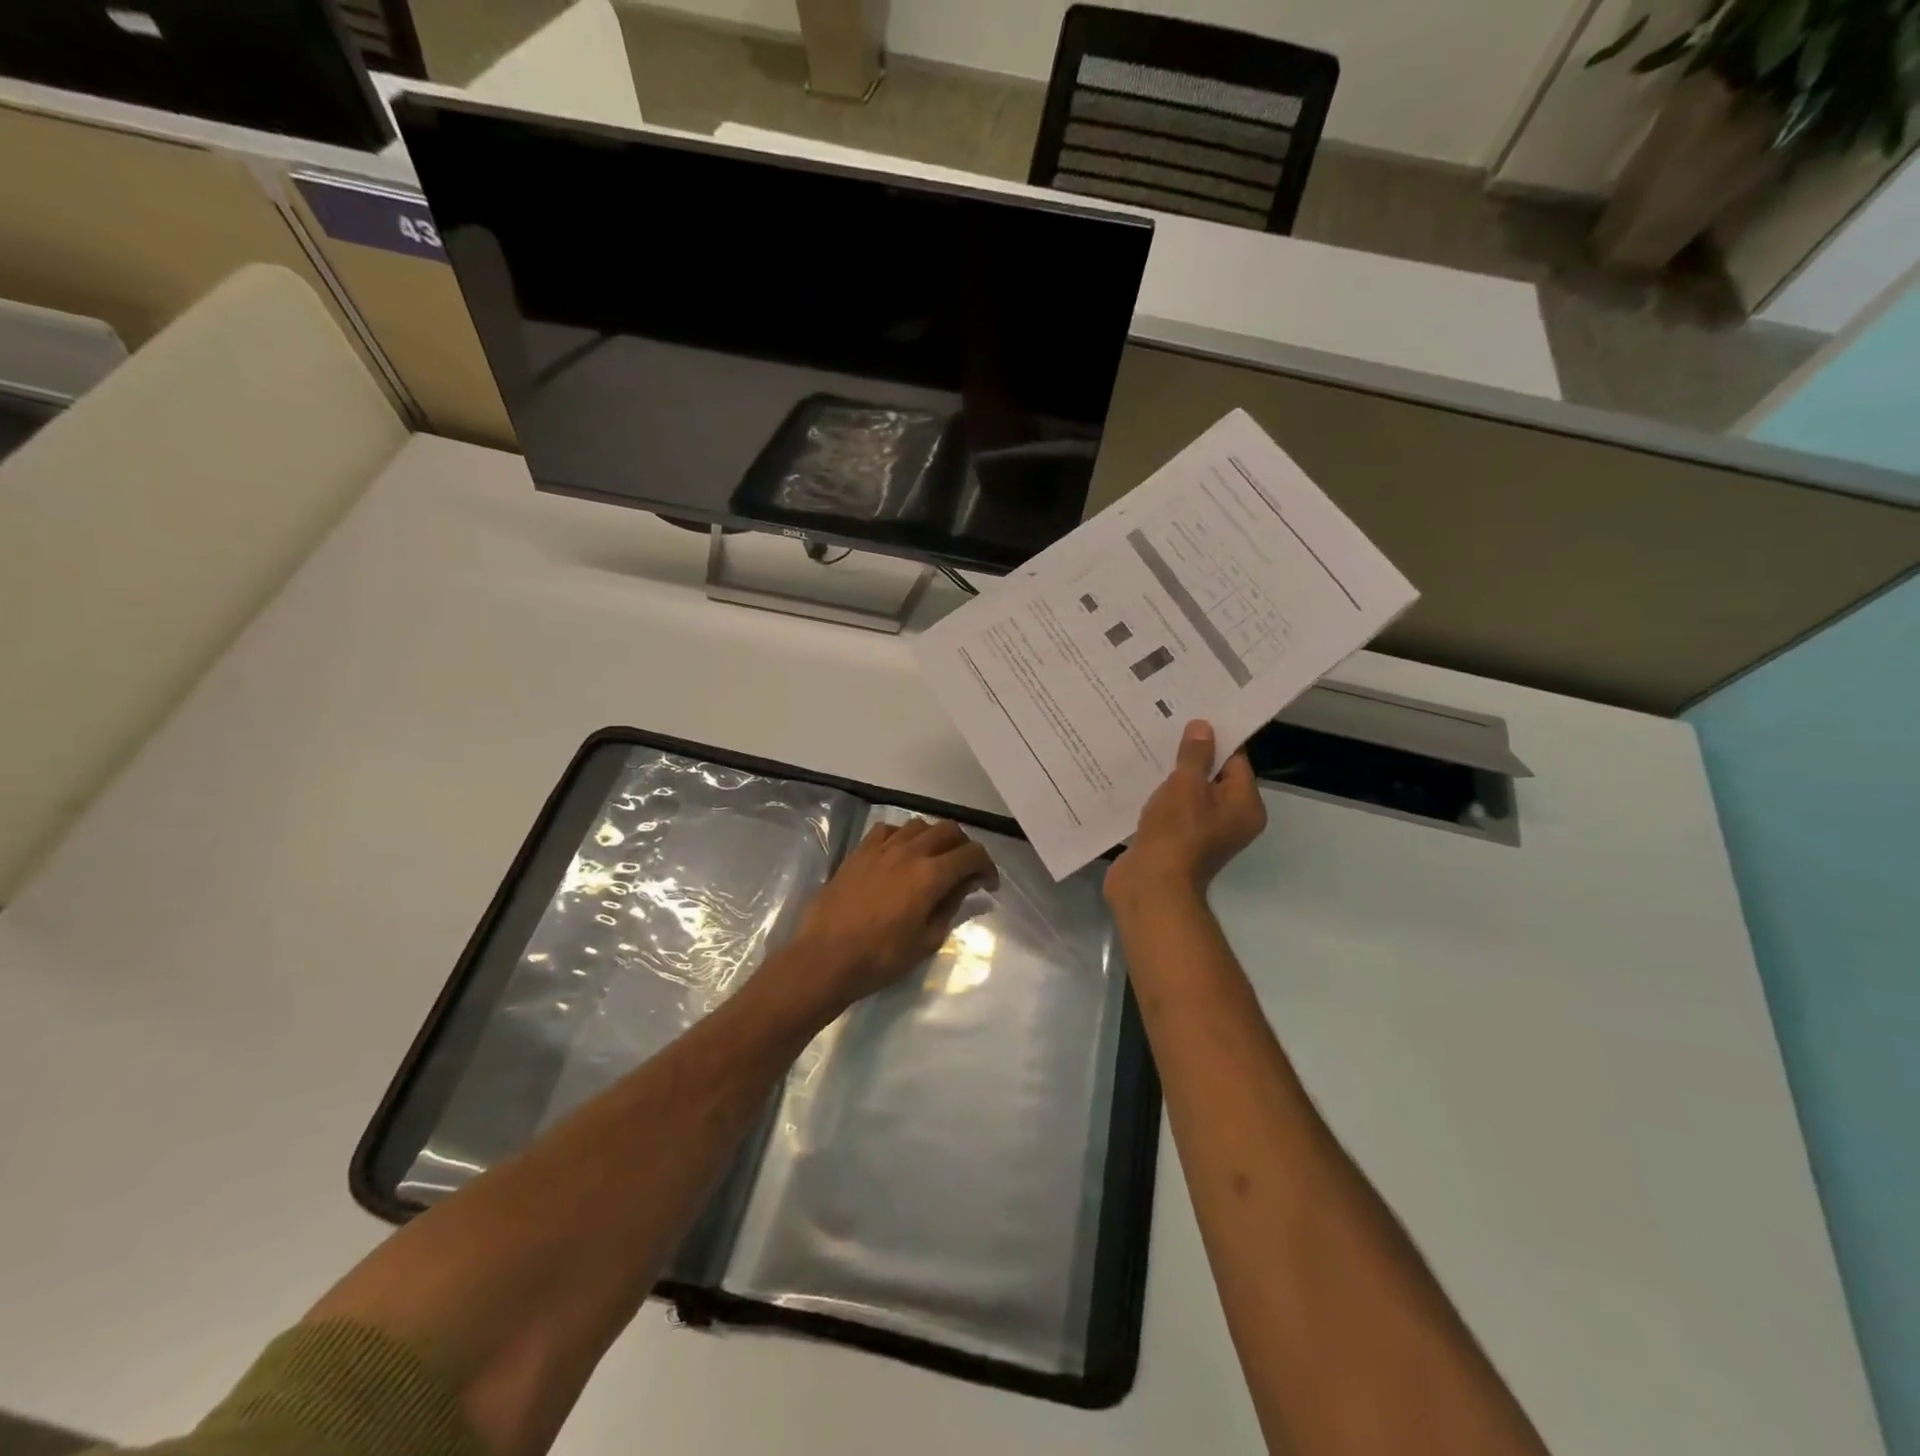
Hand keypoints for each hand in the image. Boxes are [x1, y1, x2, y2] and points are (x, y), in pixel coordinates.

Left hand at [784, 818, 997, 1012]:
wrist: (826, 957)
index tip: (988, 884)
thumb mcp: (927, 940)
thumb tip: (965, 885)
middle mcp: (910, 852)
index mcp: (931, 875)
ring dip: (933, 838)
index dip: (987, 866)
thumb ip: (950, 906)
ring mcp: (882, 848)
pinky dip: (901, 837)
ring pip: (918, 825)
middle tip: (964, 870)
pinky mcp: (859, 852)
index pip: (972, 854)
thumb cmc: (881, 957)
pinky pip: (887, 830)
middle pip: (948, 830)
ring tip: (932, 860)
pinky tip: (899, 855)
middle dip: (964, 847)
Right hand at [1107, 720, 1265, 907]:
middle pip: (1212, 777)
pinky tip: (1138, 779)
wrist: (1150, 886)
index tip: (1190, 716)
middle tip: (1164, 727)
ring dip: (1170, 777)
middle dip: (1188, 756)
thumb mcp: (1186, 785)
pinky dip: (1158, 798)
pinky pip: (1172, 811)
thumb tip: (1204, 727)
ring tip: (1146, 748)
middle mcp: (1231, 820)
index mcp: (1244, 806)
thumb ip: (1195, 755)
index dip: (1214, 738)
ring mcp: (1203, 834)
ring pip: (1189, 794)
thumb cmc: (1176, 832)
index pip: (1235, 761)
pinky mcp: (1177, 842)